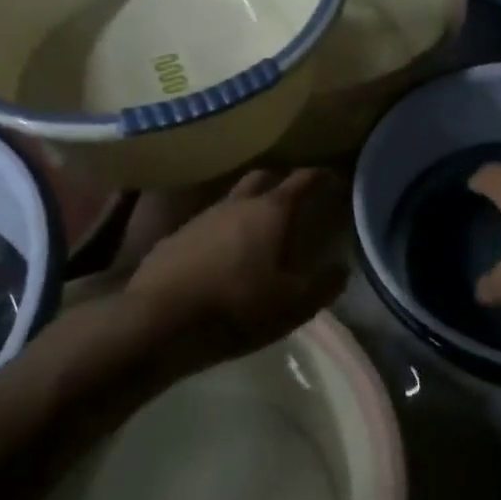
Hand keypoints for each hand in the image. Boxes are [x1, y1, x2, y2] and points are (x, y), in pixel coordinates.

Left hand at [124, 168, 349, 369]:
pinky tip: (220, 256)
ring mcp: (199, 219)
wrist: (158, 323)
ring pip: (230, 200)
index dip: (320, 177)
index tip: (332, 178)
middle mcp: (234, 205)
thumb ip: (323, 285)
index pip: (302, 181)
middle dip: (279, 182)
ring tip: (257, 231)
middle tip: (293, 198)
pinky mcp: (173, 239)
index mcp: (270, 213)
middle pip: (261, 178)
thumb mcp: (293, 305)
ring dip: (246, 208)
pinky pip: (204, 226)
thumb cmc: (237, 308)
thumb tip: (341, 268)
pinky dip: (219, 233)